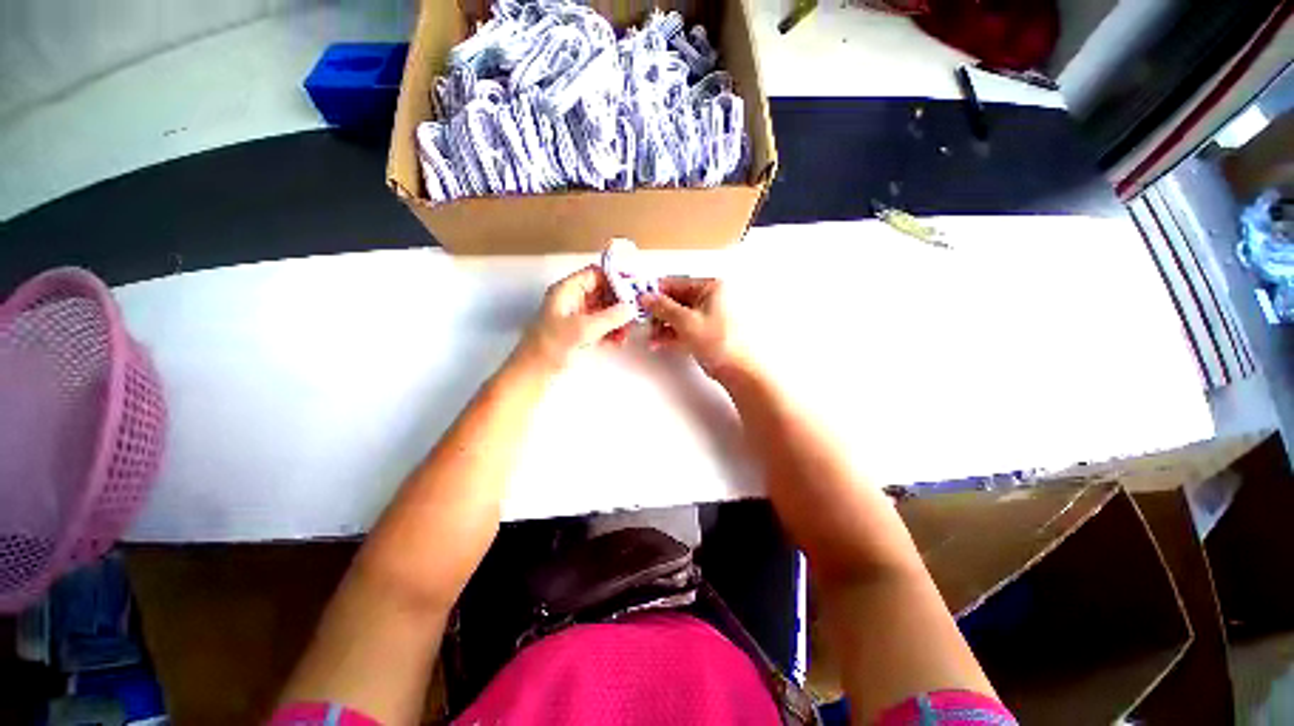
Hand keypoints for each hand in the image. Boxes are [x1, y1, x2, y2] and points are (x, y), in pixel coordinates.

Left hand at [516, 265, 636, 372]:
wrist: (534, 373)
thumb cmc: (552, 345)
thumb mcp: (583, 328)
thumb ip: (610, 317)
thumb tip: (632, 307)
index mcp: (567, 291)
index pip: (594, 275)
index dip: (614, 279)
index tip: (633, 289)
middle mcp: (573, 301)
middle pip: (602, 293)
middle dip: (619, 303)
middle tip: (636, 313)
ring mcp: (577, 319)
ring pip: (604, 312)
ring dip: (617, 320)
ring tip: (626, 333)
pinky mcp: (580, 335)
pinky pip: (601, 327)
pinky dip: (611, 332)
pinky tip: (619, 342)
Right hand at [642, 277, 751, 378]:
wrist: (738, 370)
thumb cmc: (721, 342)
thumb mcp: (686, 321)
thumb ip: (663, 308)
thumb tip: (646, 298)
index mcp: (711, 288)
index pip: (676, 283)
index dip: (656, 292)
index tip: (640, 300)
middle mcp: (710, 299)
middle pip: (675, 301)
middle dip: (658, 313)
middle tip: (642, 320)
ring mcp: (707, 317)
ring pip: (677, 316)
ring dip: (661, 326)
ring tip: (650, 336)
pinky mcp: (704, 333)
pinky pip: (682, 329)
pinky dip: (670, 335)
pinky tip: (658, 343)